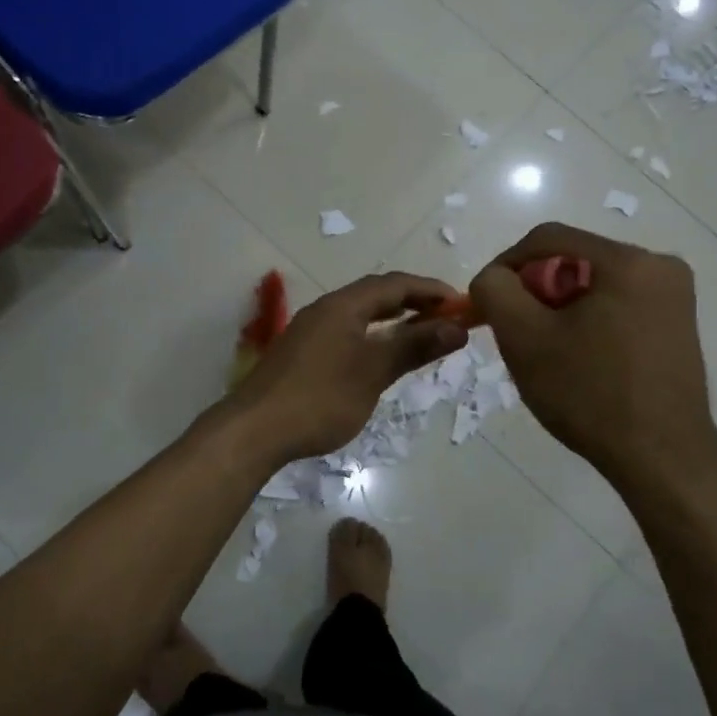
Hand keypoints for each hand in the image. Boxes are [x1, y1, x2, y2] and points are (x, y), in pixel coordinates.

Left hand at [231, 272, 468, 461]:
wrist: (254, 430)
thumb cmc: (319, 399)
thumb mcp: (373, 372)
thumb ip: (413, 346)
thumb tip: (457, 327)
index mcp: (343, 305)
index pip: (395, 284)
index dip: (431, 290)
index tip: (462, 304)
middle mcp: (326, 309)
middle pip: (376, 294)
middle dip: (414, 302)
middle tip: (447, 318)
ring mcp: (310, 330)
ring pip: (360, 313)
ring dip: (393, 319)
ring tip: (422, 332)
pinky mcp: (302, 352)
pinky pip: (347, 331)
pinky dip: (373, 335)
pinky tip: (380, 355)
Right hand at [468, 223, 716, 500]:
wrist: (661, 459)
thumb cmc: (590, 394)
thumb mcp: (524, 338)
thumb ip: (495, 291)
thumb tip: (493, 277)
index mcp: (628, 261)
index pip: (547, 238)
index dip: (506, 264)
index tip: (486, 302)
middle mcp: (660, 267)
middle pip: (573, 261)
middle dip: (535, 291)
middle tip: (515, 332)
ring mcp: (674, 297)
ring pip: (593, 285)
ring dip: (559, 309)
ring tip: (544, 350)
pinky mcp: (677, 325)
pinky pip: (616, 306)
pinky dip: (587, 322)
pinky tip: (577, 359)